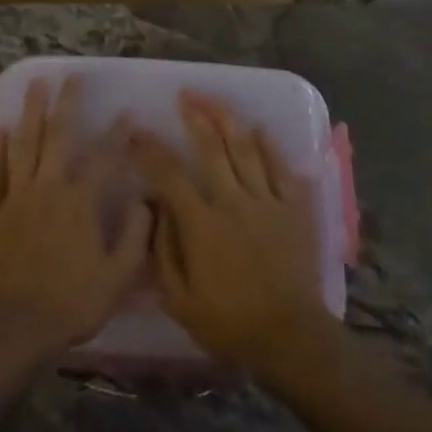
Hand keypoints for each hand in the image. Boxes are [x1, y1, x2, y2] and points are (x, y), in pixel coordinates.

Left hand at [0, 77, 150, 355]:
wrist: (15, 328)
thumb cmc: (71, 302)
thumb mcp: (118, 276)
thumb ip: (136, 235)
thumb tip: (145, 201)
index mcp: (80, 201)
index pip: (104, 158)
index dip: (118, 135)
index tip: (128, 115)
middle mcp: (48, 187)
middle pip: (57, 136)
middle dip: (67, 104)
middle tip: (72, 77)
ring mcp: (16, 197)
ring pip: (23, 145)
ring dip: (31, 113)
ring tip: (34, 86)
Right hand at [129, 93, 333, 372]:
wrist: (290, 336)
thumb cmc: (230, 322)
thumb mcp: (180, 300)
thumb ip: (163, 251)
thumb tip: (153, 208)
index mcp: (202, 224)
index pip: (170, 175)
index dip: (150, 150)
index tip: (136, 133)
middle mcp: (233, 201)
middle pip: (211, 148)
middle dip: (196, 117)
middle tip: (185, 95)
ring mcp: (267, 200)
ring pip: (246, 149)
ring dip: (229, 120)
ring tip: (215, 101)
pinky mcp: (294, 207)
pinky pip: (281, 167)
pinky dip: (269, 145)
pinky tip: (260, 128)